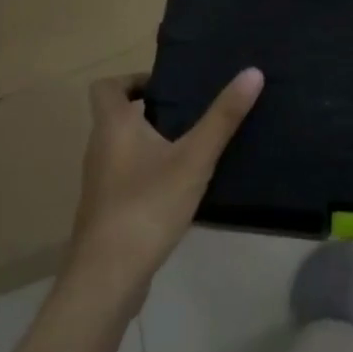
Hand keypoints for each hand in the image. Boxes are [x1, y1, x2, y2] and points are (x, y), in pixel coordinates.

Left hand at [67, 69, 264, 302]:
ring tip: (191, 147)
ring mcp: (100, 183)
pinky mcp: (107, 212)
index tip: (165, 87)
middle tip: (190, 112)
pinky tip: (179, 188)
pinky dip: (148, 173)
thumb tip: (253, 72)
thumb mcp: (194, 158)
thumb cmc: (147, 206)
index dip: (131, 80)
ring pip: (123, 148)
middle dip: (151, 111)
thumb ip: (223, 117)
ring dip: (151, 142)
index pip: (105, 87)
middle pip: (117, 116)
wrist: (107, 279)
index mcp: (113, 126)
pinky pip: (127, 177)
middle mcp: (99, 149)